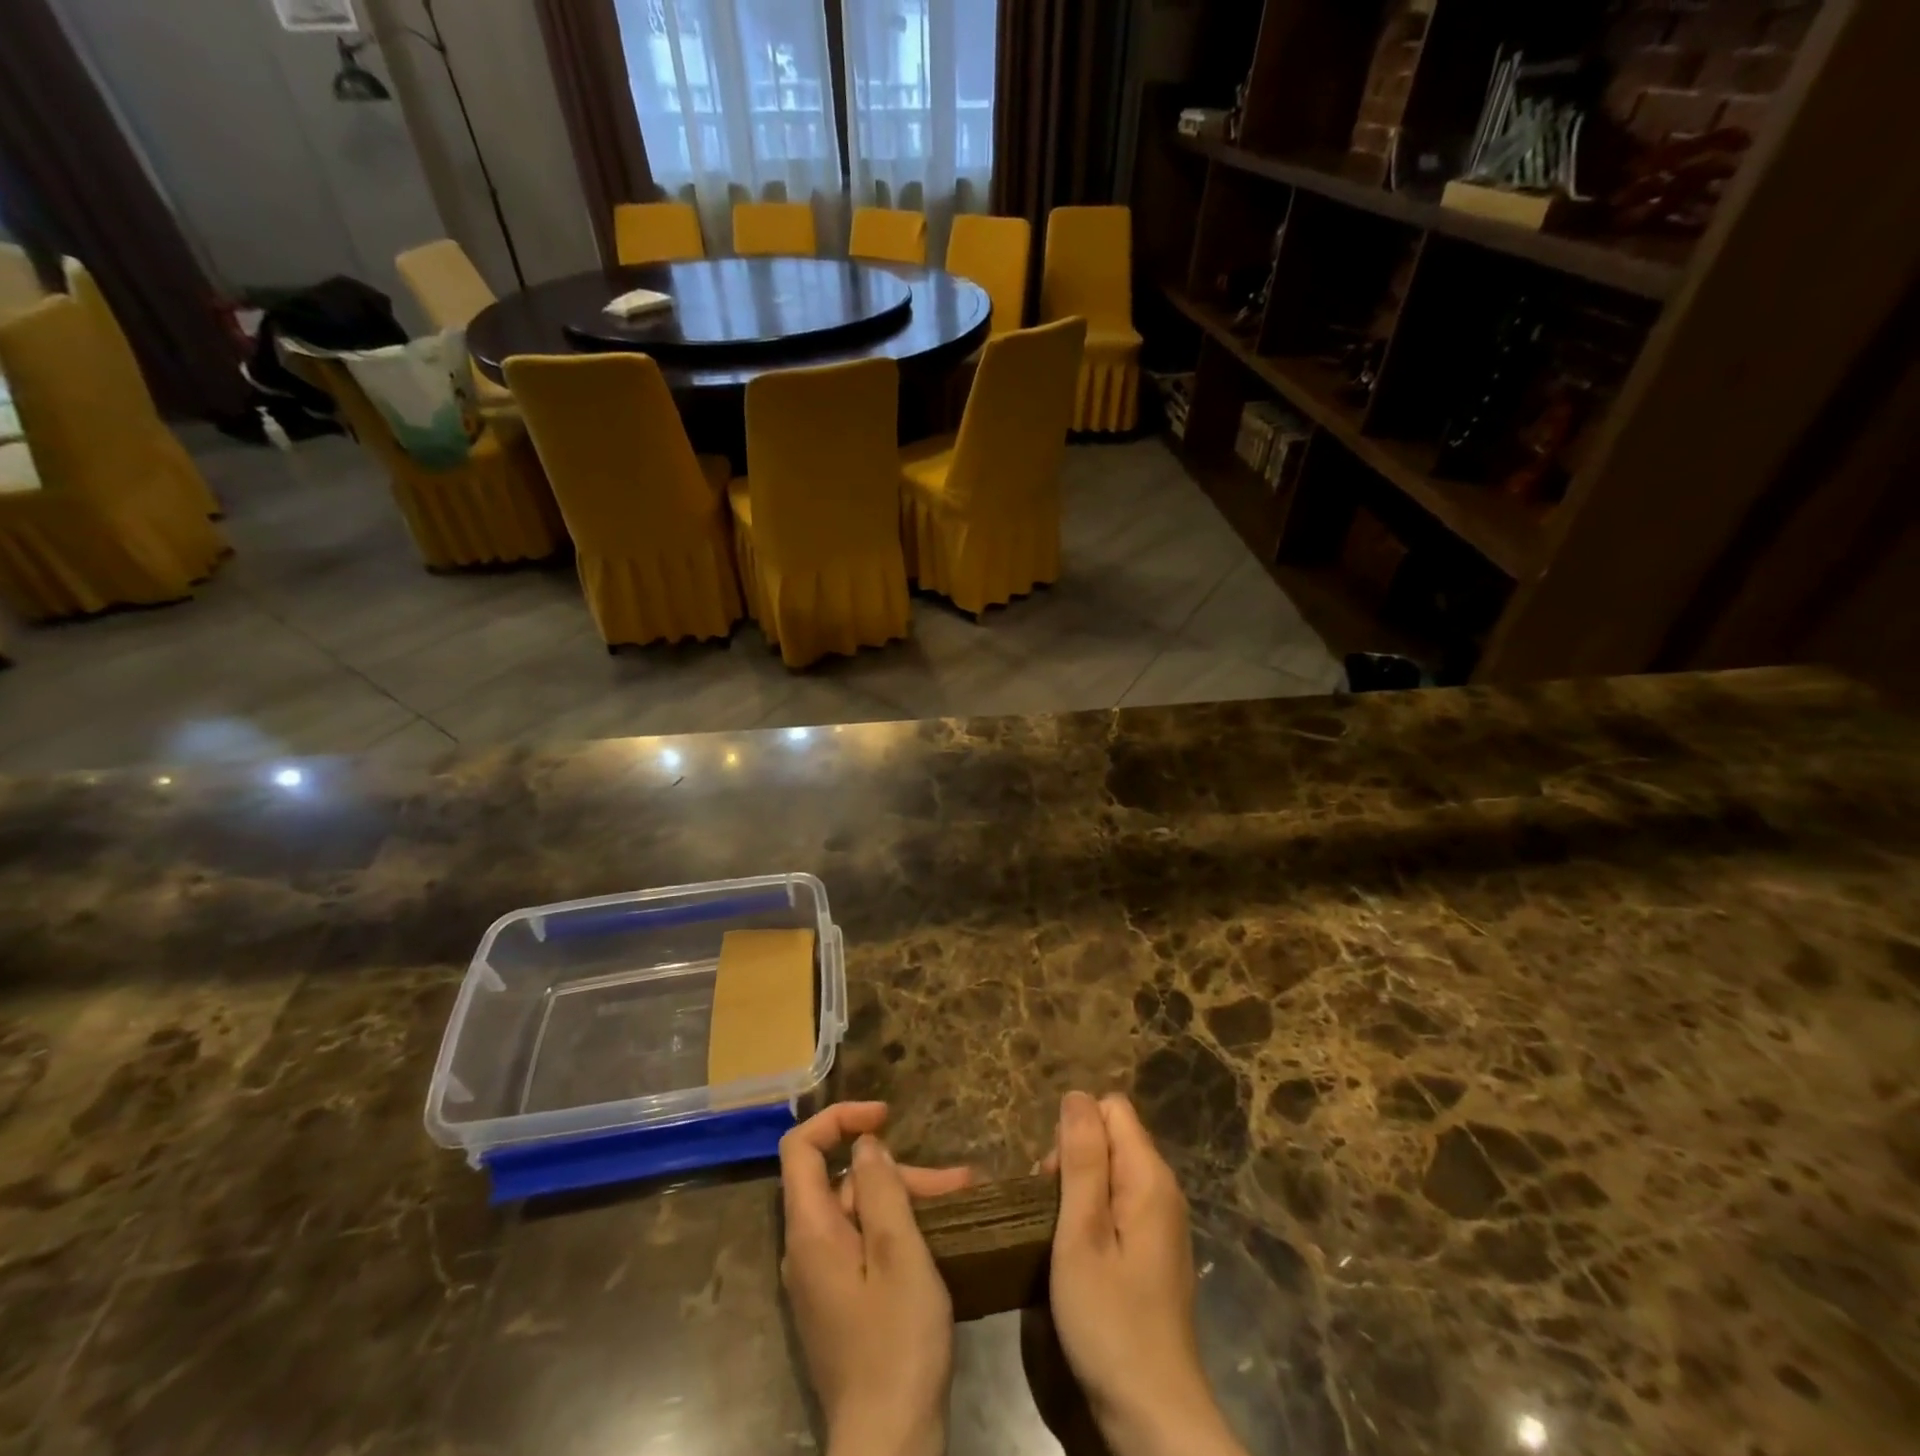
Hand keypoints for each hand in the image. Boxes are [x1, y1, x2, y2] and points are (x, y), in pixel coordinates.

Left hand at [779, 1102, 970, 1455]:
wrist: (889, 1446)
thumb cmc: (897, 1344)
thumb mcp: (900, 1255)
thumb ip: (882, 1191)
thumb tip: (865, 1146)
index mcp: (811, 1231)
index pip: (801, 1148)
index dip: (839, 1119)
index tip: (886, 1116)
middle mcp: (806, 1249)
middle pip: (842, 1181)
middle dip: (897, 1171)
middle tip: (957, 1181)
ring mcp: (821, 1279)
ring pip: (859, 1213)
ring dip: (908, 1199)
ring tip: (964, 1199)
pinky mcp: (840, 1302)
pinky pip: (864, 1244)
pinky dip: (900, 1229)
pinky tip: (940, 1232)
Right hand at [1047, 1092, 1246, 1455]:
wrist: (1154, 1416)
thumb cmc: (1110, 1321)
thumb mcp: (1081, 1234)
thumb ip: (1081, 1159)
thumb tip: (1077, 1095)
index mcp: (1149, 1176)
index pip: (1111, 1108)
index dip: (1075, 1132)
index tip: (1054, 1181)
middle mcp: (1163, 1189)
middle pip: (1111, 1138)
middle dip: (1073, 1161)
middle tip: (1053, 1218)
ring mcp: (1162, 1223)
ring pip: (1112, 1172)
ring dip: (1079, 1193)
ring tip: (1060, 1240)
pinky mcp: (1155, 1251)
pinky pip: (1119, 1205)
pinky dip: (1094, 1218)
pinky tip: (1080, 1257)